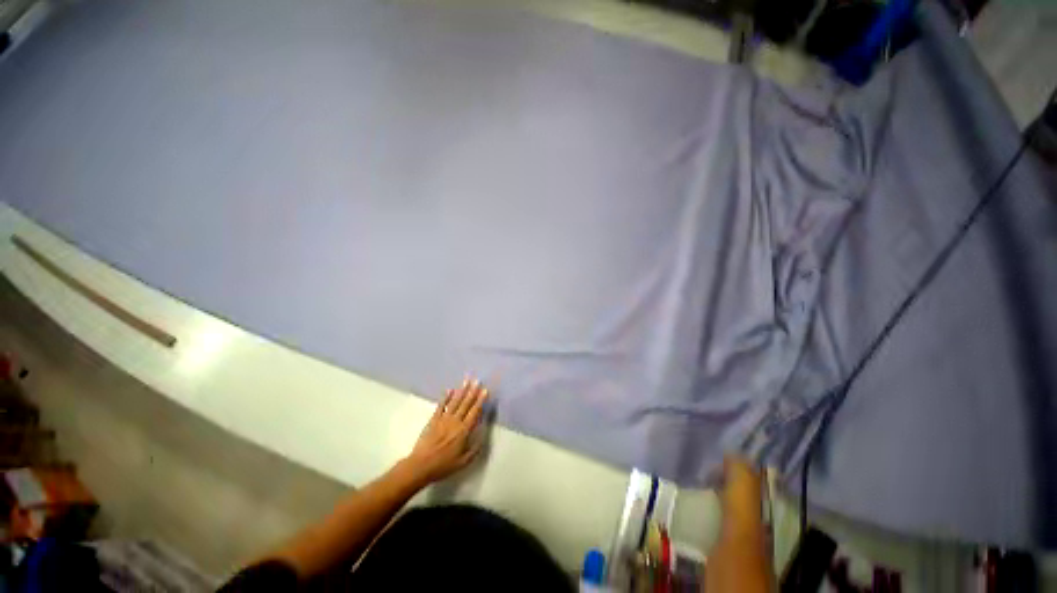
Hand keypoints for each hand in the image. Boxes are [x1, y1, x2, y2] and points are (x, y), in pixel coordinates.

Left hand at [402, 378, 488, 484]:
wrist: (420, 466)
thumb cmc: (443, 465)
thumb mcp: (464, 461)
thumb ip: (475, 448)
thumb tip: (483, 435)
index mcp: (464, 431)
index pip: (474, 412)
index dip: (480, 401)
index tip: (485, 391)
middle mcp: (455, 421)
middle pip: (466, 404)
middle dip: (473, 392)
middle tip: (477, 381)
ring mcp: (443, 419)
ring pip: (455, 402)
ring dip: (461, 391)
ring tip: (467, 381)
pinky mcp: (433, 420)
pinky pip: (441, 406)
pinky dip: (446, 397)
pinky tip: (450, 390)